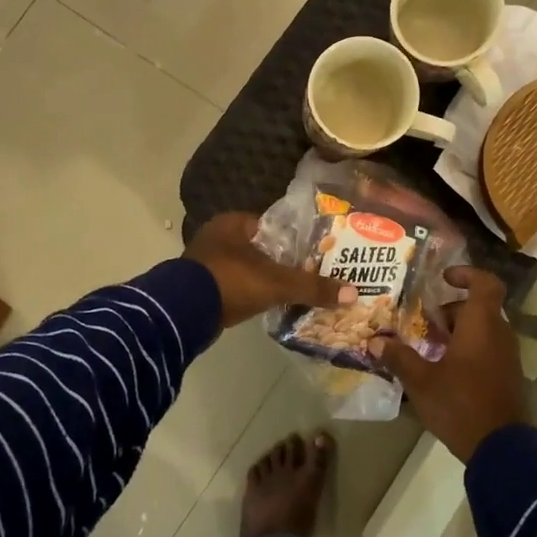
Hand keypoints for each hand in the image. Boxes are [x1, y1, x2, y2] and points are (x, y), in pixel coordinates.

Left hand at [185, 212, 356, 330]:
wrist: (183, 313)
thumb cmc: (231, 281)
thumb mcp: (277, 283)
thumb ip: (313, 287)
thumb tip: (354, 293)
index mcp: (233, 223)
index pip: (273, 225)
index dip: (296, 238)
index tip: (317, 252)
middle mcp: (217, 236)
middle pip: (260, 247)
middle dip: (281, 261)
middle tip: (310, 273)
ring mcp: (206, 262)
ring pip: (246, 267)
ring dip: (264, 279)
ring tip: (294, 291)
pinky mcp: (200, 287)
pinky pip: (234, 286)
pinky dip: (250, 293)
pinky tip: (268, 304)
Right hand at [370, 266, 527, 462]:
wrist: (502, 448)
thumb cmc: (460, 404)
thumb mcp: (421, 381)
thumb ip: (399, 358)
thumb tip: (374, 340)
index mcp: (481, 324)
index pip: (485, 283)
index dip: (466, 274)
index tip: (443, 278)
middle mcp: (499, 334)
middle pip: (478, 308)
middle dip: (450, 310)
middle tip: (423, 321)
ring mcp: (507, 357)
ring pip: (482, 330)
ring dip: (457, 332)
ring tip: (427, 347)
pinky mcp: (507, 377)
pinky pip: (487, 350)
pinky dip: (467, 350)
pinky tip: (442, 370)